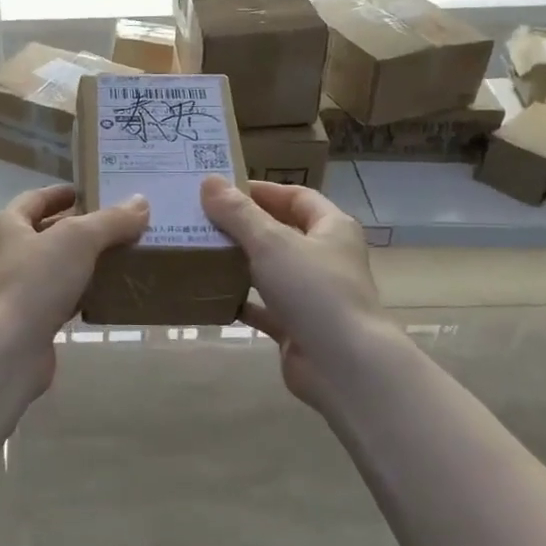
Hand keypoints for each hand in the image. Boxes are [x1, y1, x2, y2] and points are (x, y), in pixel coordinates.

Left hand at [0, 184, 149, 395]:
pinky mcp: (27, 323)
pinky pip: (58, 300)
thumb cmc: (33, 282)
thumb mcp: (78, 240)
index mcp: (7, 226)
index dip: (61, 193)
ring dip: (82, 263)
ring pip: (54, 269)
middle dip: (79, 229)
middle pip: (45, 233)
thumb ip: (110, 220)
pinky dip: (81, 295)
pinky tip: (107, 295)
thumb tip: (140, 202)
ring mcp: (14, 291)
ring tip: (121, 257)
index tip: (90, 191)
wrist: (5, 351)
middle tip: (117, 225)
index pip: (35, 199)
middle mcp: (4, 255)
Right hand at [199, 177, 395, 412]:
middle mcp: (326, 258)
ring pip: (272, 271)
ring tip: (202, 252)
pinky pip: (264, 308)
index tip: (222, 190)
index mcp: (332, 229)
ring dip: (241, 263)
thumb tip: (208, 182)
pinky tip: (212, 295)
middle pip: (282, 232)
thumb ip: (238, 213)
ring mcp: (313, 295)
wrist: (343, 364)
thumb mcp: (271, 242)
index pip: (297, 197)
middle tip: (204, 219)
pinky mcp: (298, 327)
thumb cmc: (314, 290)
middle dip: (245, 226)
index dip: (262, 191)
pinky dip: (242, 301)